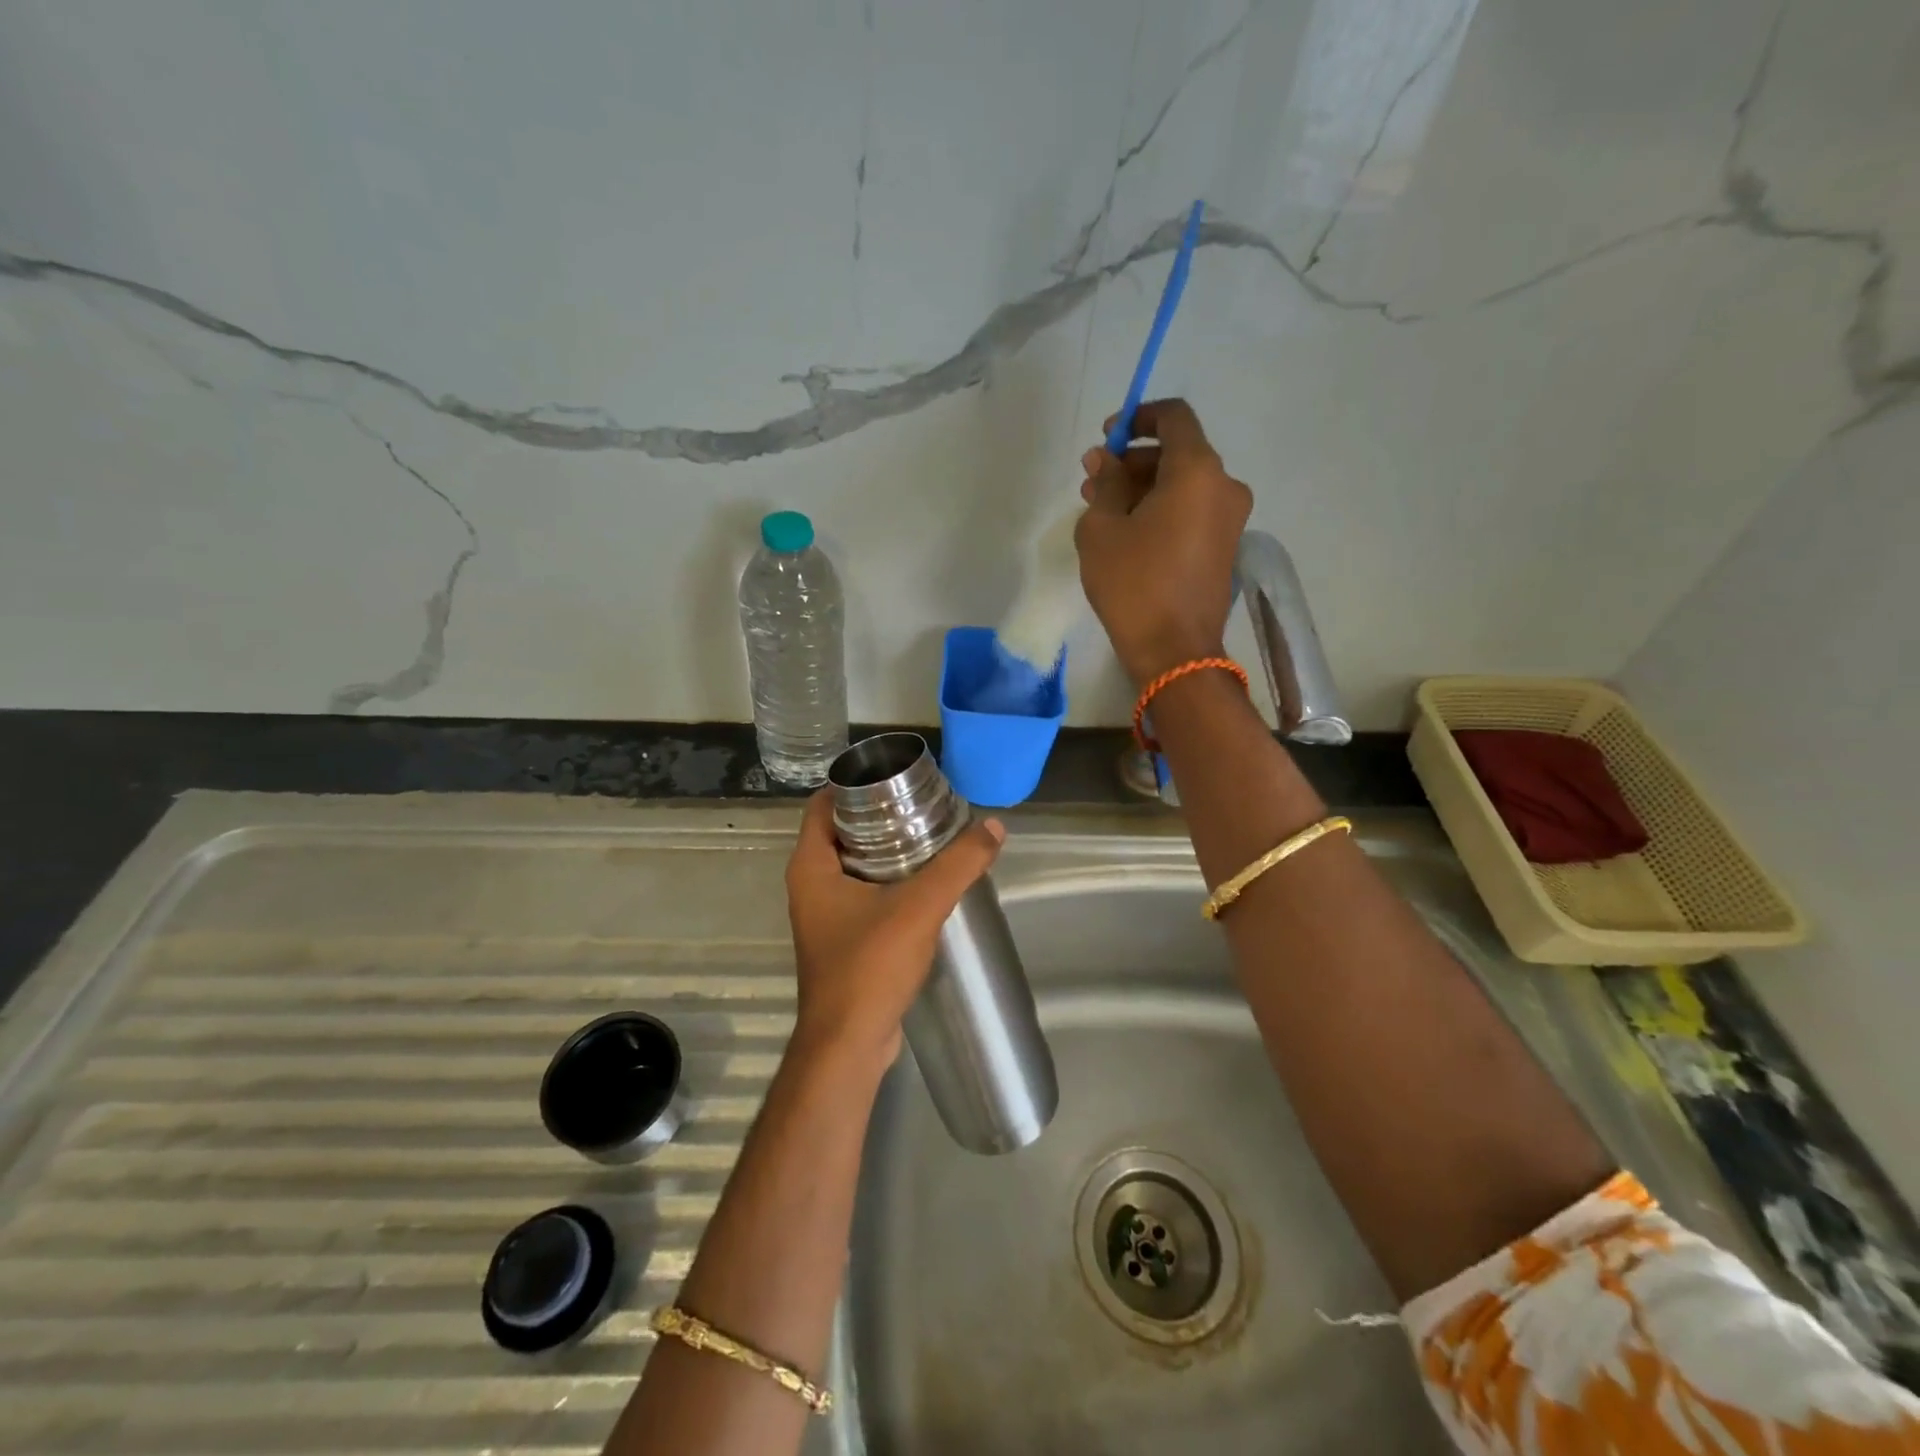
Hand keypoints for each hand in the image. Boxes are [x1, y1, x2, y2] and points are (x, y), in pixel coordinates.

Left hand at [783, 791, 1005, 1072]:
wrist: (849, 1045)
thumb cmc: (869, 966)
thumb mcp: (920, 906)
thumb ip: (958, 864)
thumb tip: (995, 826)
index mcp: (810, 866)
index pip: (823, 804)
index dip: (854, 784)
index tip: (895, 776)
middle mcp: (809, 885)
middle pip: (841, 831)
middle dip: (879, 815)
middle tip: (922, 804)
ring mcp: (823, 915)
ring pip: (853, 865)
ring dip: (886, 850)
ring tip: (930, 836)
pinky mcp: (841, 940)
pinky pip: (863, 894)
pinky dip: (888, 882)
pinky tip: (924, 883)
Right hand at [1075, 398, 1251, 685]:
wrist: (1175, 651)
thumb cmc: (1133, 584)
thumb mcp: (1102, 529)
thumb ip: (1105, 484)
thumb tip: (1106, 460)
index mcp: (1198, 471)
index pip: (1174, 417)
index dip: (1137, 418)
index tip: (1107, 436)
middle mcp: (1224, 486)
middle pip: (1178, 453)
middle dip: (1133, 461)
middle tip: (1093, 481)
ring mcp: (1230, 520)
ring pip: (1183, 485)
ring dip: (1143, 488)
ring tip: (1101, 510)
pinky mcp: (1225, 548)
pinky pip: (1192, 511)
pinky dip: (1162, 510)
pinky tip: (1127, 532)